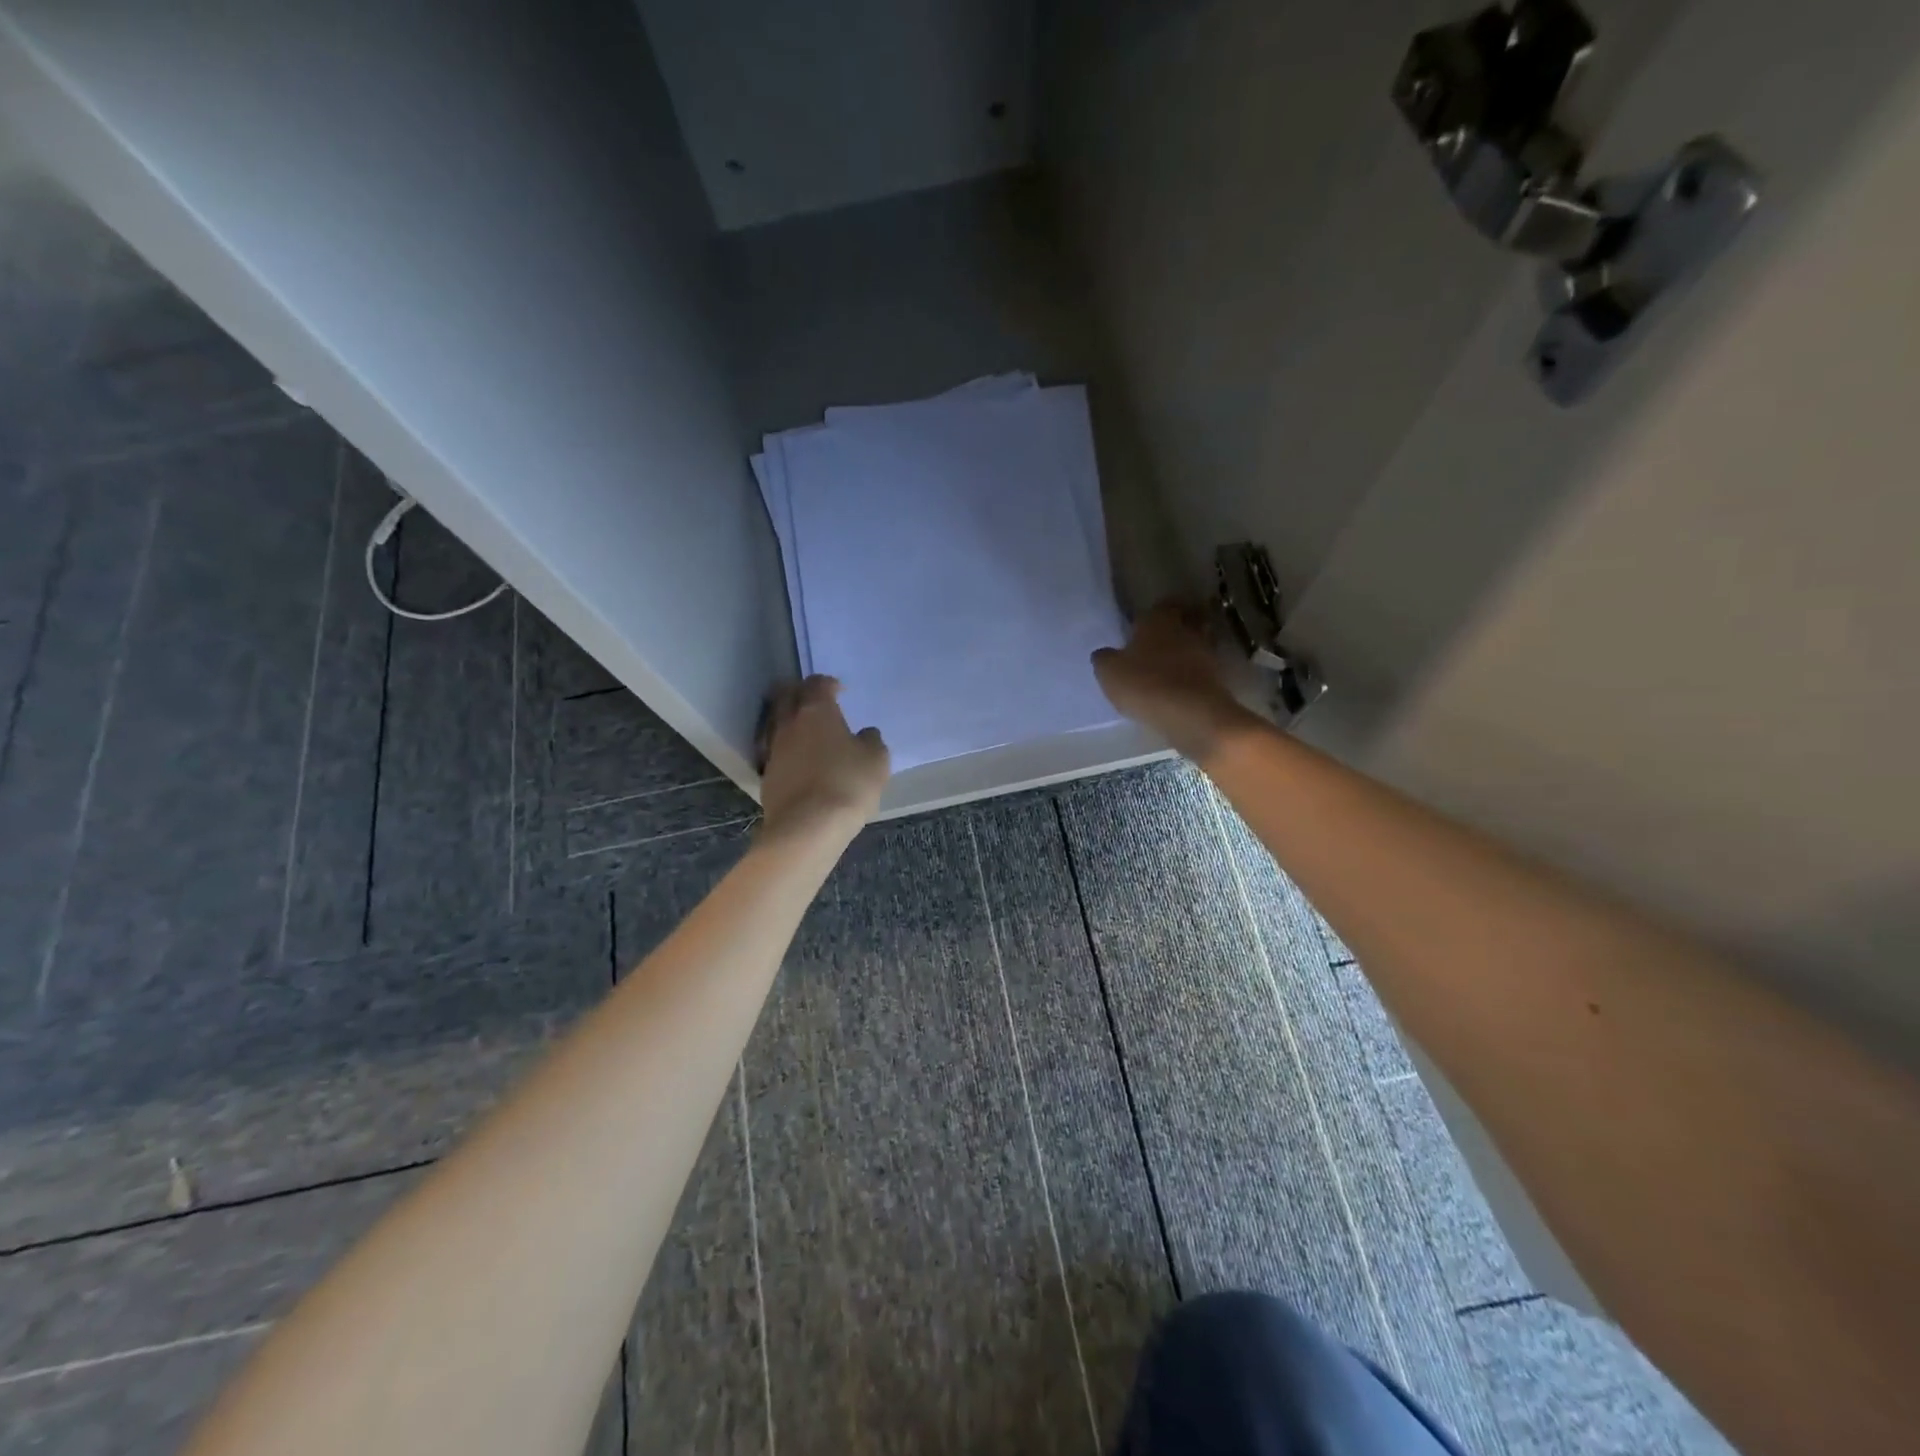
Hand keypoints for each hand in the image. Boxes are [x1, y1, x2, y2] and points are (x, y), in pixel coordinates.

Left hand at [758, 676, 890, 840]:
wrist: (807, 827)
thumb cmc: (847, 784)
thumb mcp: (876, 760)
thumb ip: (871, 741)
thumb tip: (865, 734)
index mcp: (816, 711)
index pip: (817, 683)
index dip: (829, 683)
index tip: (840, 691)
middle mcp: (789, 723)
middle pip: (786, 695)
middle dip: (800, 692)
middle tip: (815, 701)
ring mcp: (773, 749)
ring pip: (776, 722)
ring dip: (789, 720)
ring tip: (806, 731)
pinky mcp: (766, 775)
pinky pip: (775, 750)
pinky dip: (786, 748)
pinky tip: (798, 759)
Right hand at [1092, 601, 1262, 762]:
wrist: (1191, 714)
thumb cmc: (1144, 683)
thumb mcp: (1109, 672)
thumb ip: (1104, 658)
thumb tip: (1105, 654)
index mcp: (1159, 619)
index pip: (1161, 605)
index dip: (1154, 613)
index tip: (1144, 625)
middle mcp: (1186, 629)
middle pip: (1184, 621)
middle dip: (1174, 629)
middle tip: (1157, 644)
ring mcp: (1205, 653)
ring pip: (1195, 644)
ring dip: (1184, 652)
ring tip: (1167, 668)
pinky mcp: (1217, 677)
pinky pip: (1201, 669)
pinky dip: (1192, 674)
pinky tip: (1178, 686)